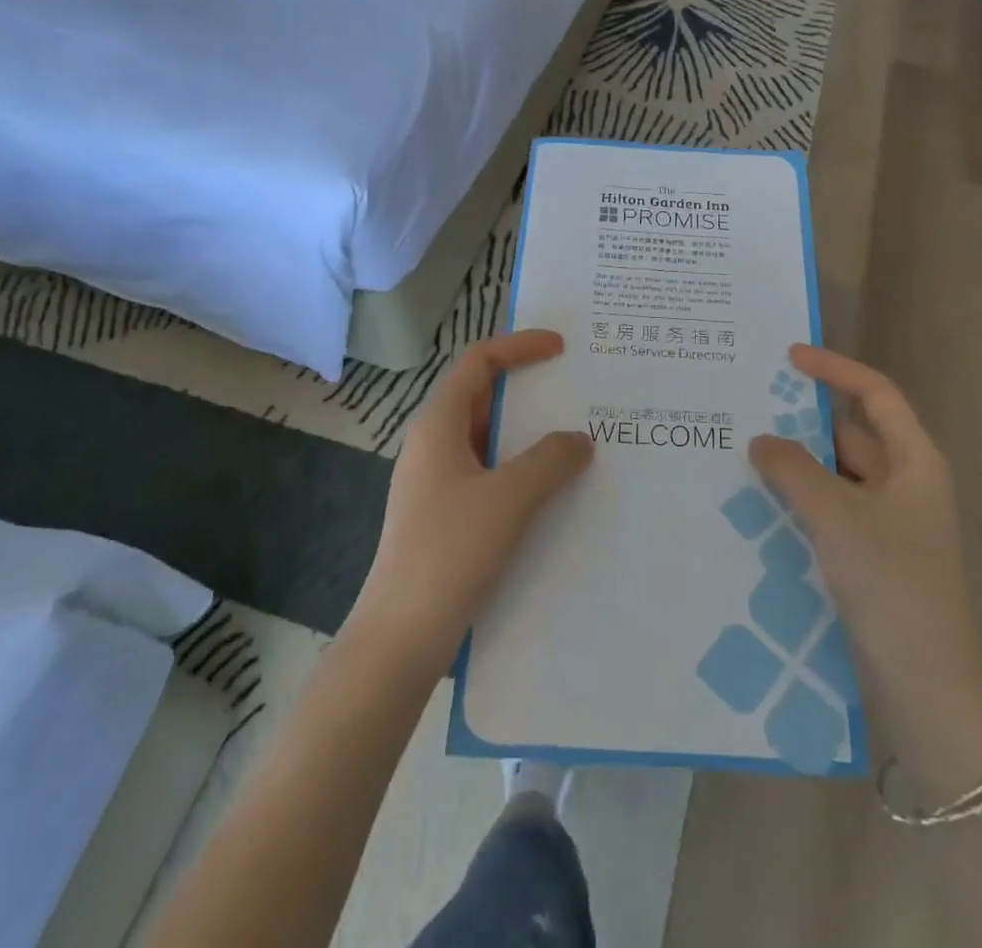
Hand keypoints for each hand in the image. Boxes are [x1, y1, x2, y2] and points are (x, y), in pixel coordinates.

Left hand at [349, 330, 593, 668]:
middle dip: (529, 388)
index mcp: (439, 425)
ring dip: (530, 433)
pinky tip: (554, 488)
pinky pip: (490, 473)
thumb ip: (550, 460)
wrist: (401, 637)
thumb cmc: (449, 552)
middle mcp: (434, 444)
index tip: (561, 348)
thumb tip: (580, 440)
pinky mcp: (447, 514)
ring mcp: (438, 481)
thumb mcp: (509, 499)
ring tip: (577, 437)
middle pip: (483, 396)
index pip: (478, 362)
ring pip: (489, 438)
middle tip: (577, 389)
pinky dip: (522, 467)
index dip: (519, 346)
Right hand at [750, 344, 981, 728]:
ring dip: (797, 465)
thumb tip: (760, 440)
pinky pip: (830, 510)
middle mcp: (904, 484)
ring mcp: (889, 522)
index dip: (835, 369)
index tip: (789, 357)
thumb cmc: (892, 585)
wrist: (927, 686)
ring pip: (836, 475)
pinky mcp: (871, 555)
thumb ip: (794, 470)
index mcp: (914, 462)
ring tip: (742, 453)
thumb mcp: (837, 517)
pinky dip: (799, 501)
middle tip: (749, 409)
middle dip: (803, 421)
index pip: (875, 394)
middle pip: (851, 433)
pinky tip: (759, 505)